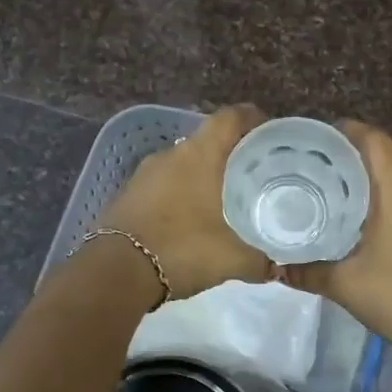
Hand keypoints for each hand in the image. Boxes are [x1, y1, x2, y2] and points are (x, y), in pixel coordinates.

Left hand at [100, 104, 272, 301]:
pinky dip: (182, 194)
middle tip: (256, 176)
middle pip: (208, 141)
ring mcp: (144, 174)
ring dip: (204, 177)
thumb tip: (277, 267)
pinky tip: (193, 220)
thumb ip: (260, 261)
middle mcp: (171, 154)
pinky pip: (165, 185)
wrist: (115, 273)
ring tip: (227, 200)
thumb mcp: (231, 260)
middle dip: (232, 155)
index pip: (231, 118)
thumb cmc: (181, 250)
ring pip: (184, 165)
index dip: (253, 119)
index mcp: (199, 155)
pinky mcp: (128, 195)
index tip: (271, 135)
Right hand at [282, 121, 391, 356]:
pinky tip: (369, 225)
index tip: (320, 140)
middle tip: (320, 172)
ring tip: (340, 197)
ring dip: (373, 184)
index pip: (375, 141)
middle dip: (354, 160)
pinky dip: (390, 203)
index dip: (348, 132)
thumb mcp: (345, 285)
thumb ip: (308, 272)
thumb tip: (279, 267)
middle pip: (386, 159)